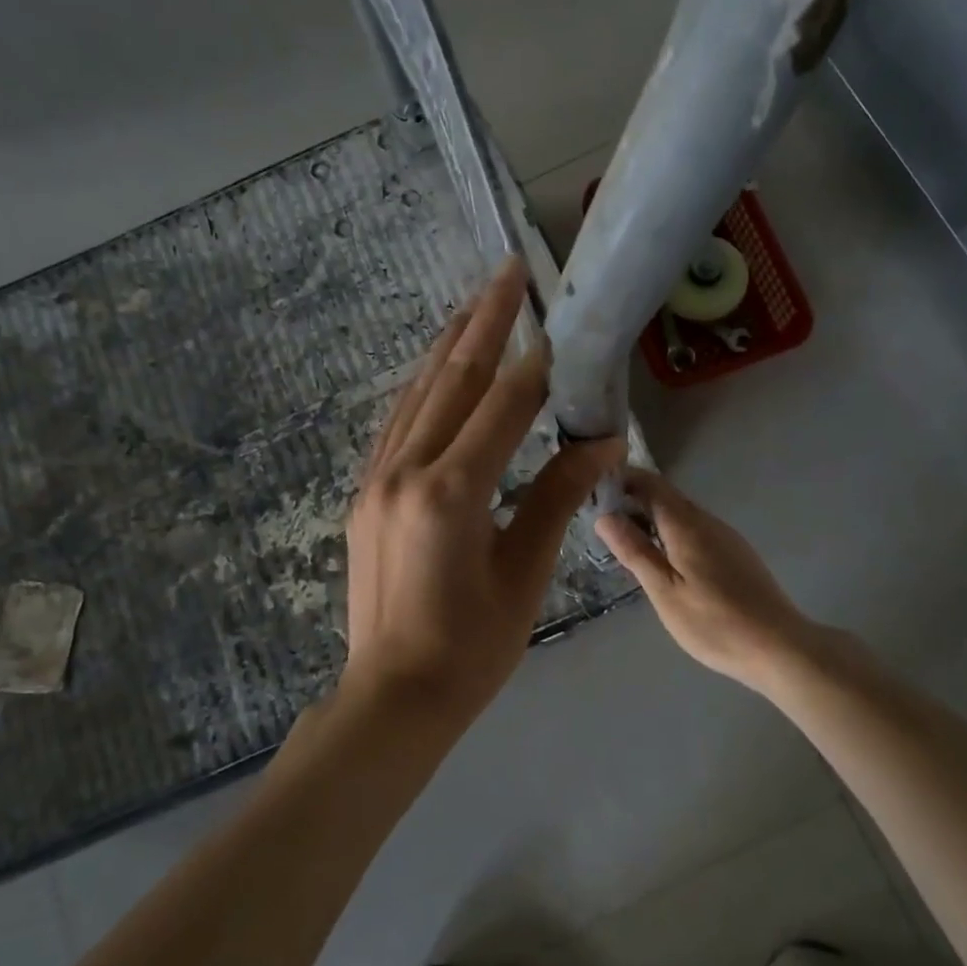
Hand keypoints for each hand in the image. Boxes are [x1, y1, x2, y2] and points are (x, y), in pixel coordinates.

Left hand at [340, 258, 625, 724]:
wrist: (395, 695)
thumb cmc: (472, 647)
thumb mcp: (524, 573)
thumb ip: (556, 498)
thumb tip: (601, 444)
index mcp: (450, 494)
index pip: (501, 407)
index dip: (534, 363)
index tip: (557, 321)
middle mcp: (405, 473)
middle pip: (451, 382)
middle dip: (482, 323)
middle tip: (506, 270)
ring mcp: (377, 481)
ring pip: (416, 396)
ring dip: (448, 346)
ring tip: (473, 303)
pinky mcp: (365, 495)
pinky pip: (397, 424)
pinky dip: (422, 388)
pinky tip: (436, 370)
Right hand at [595, 469, 814, 693]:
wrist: (779, 647)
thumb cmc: (714, 623)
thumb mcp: (664, 591)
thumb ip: (635, 551)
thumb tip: (605, 517)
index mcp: (687, 525)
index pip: (650, 484)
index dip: (622, 480)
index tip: (594, 491)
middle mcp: (708, 521)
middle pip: (666, 497)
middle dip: (633, 501)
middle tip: (601, 522)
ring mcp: (726, 537)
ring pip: (681, 515)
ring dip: (652, 519)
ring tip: (625, 542)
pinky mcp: (736, 555)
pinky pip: (695, 531)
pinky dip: (671, 534)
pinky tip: (663, 561)